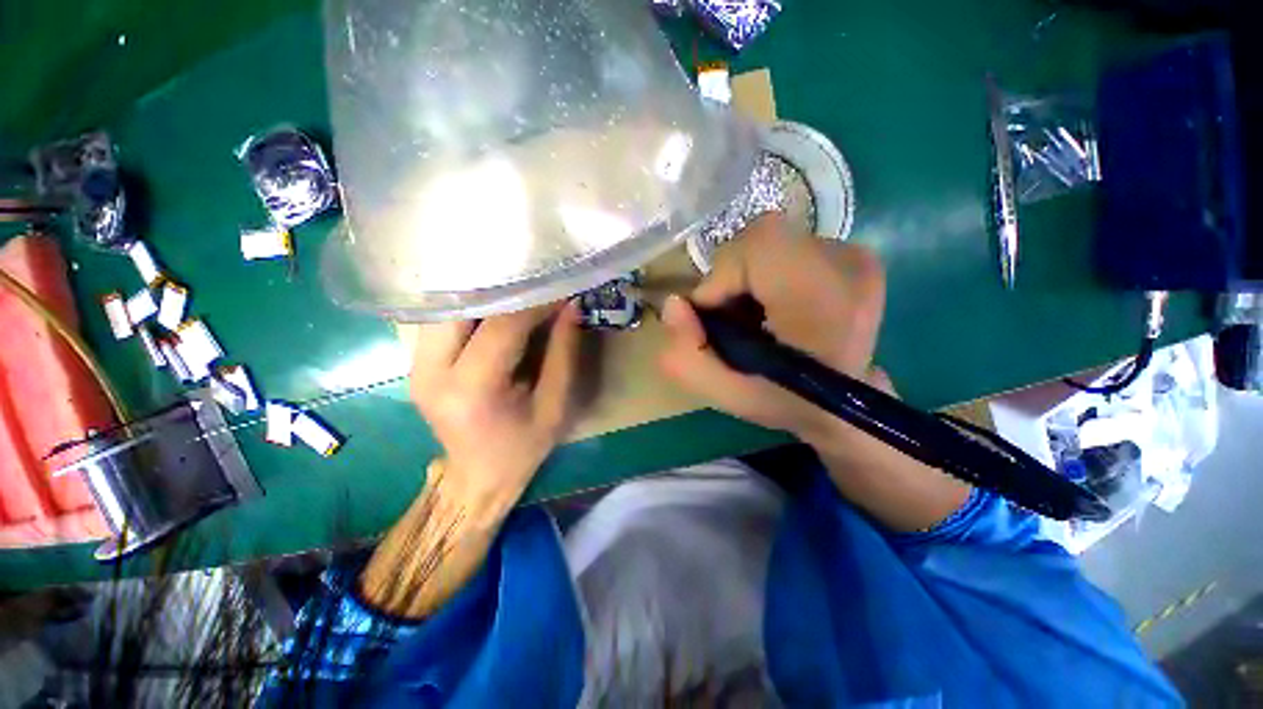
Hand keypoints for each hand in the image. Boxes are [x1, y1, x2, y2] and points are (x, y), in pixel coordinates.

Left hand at [409, 302, 582, 507]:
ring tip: (521, 295)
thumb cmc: (523, 447)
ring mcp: (416, 367)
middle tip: (538, 287)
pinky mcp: (416, 365)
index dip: (534, 304)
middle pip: (463, 308)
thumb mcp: (556, 405)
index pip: (501, 327)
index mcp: (471, 390)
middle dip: (504, 292)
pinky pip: (444, 322)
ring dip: (486, 297)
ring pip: (448, 309)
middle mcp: (431, 373)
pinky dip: (473, 310)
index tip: (561, 291)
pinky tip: (497, 311)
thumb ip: (564, 352)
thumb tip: (571, 305)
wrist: (478, 477)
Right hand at [659, 213, 969, 531]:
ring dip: (748, 276)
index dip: (723, 275)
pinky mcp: (856, 256)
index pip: (758, 245)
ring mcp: (857, 257)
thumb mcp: (725, 394)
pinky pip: (789, 247)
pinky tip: (775, 305)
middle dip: (732, 277)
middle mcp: (848, 266)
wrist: (850, 404)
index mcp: (822, 301)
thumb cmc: (789, 402)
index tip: (719, 316)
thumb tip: (674, 303)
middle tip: (735, 319)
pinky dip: (768, 273)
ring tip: (756, 315)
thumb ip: (685, 356)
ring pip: (771, 241)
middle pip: (760, 239)